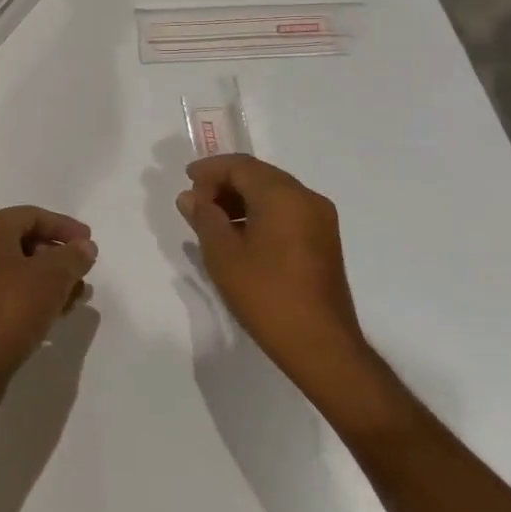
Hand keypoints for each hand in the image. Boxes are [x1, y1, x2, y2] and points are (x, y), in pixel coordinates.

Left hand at [0, 206, 97, 393]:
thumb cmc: (12, 310)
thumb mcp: (52, 278)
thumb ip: (73, 256)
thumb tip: (84, 246)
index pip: (32, 215)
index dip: (65, 227)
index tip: (90, 244)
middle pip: (23, 240)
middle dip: (58, 256)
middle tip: (83, 273)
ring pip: (15, 266)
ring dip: (47, 277)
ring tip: (75, 296)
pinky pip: (4, 286)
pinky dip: (29, 292)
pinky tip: (53, 311)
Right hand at [176, 155, 386, 409]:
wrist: (320, 345)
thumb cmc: (265, 295)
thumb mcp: (222, 254)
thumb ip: (204, 218)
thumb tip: (191, 197)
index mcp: (283, 195)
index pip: (240, 166)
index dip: (210, 170)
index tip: (186, 181)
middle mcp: (307, 198)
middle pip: (259, 175)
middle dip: (225, 183)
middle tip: (196, 202)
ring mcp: (320, 220)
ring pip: (274, 193)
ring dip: (241, 199)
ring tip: (212, 221)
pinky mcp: (324, 241)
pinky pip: (287, 212)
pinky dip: (260, 213)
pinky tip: (240, 236)